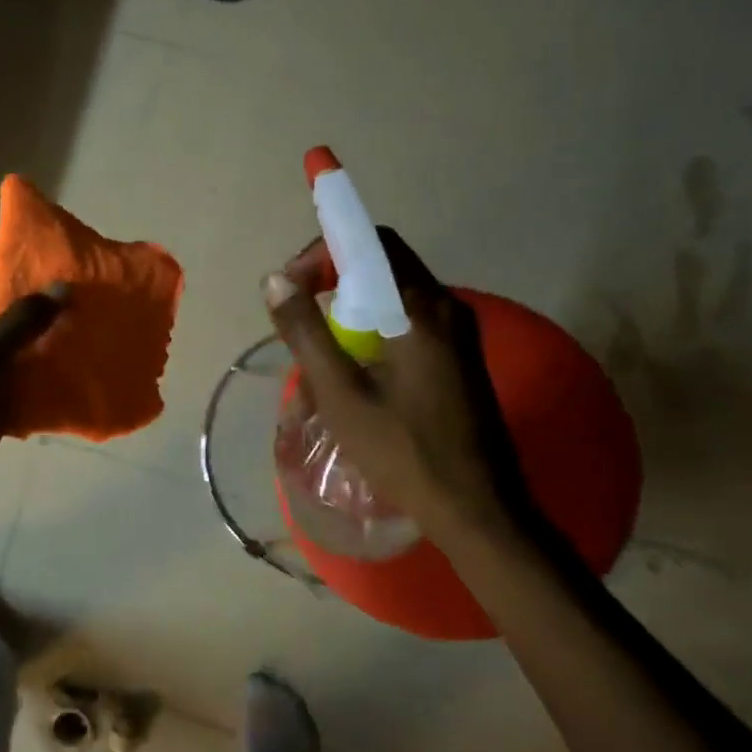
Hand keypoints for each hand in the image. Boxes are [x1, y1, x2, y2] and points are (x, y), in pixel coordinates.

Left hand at [0, 261, 65, 543]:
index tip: (53, 260)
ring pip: (17, 357)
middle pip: (0, 317)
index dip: (7, 265)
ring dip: (48, 347)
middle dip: (38, 307)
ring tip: (94, 332)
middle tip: (87, 296)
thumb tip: (61, 286)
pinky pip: (23, 393)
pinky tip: (81, 380)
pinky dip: (48, 386)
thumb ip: (19, 325)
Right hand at [263, 229, 518, 553]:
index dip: (323, 252)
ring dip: (352, 305)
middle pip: (384, 264)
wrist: (476, 508)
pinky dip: (375, 325)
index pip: (371, 243)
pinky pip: (411, 319)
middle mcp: (448, 307)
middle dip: (333, 278)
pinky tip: (355, 367)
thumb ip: (306, 332)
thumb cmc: (403, 451)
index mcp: (420, 308)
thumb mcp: (341, 393)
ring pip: (396, 293)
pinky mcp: (461, 356)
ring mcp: (460, 332)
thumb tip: (275, 281)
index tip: (291, 287)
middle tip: (298, 313)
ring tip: (320, 344)